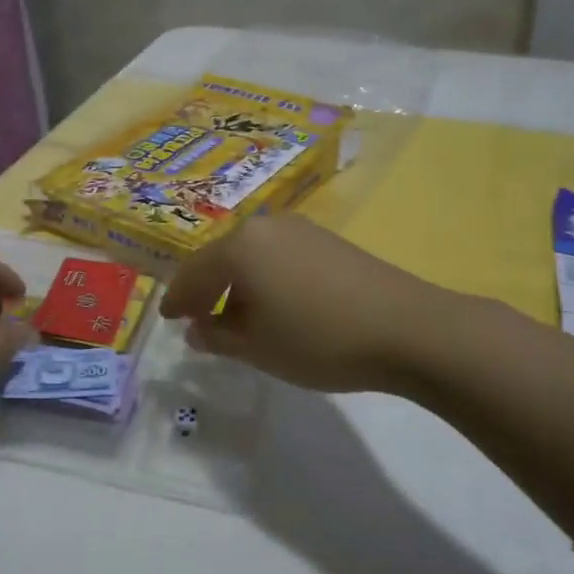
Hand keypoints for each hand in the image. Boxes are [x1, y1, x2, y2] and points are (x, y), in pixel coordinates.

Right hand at [160, 216, 456, 395]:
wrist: (406, 327)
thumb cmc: (318, 339)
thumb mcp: (257, 348)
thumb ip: (217, 336)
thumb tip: (197, 329)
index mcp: (239, 246)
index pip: (194, 272)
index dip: (178, 299)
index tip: (167, 318)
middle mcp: (264, 225)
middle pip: (221, 257)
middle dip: (206, 288)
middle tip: (197, 318)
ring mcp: (299, 228)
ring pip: (251, 255)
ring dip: (237, 284)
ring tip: (237, 316)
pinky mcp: (326, 239)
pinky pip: (278, 255)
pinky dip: (265, 277)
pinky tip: (275, 304)